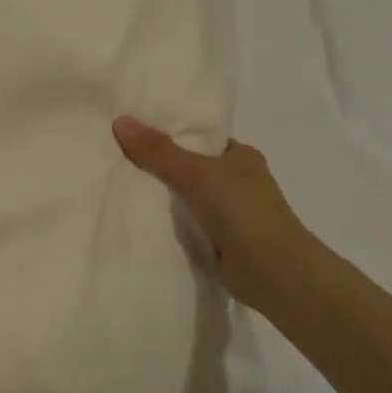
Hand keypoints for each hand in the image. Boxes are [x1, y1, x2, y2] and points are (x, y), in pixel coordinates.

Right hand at [112, 116, 324, 313]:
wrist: (273, 271)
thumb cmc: (242, 210)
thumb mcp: (195, 172)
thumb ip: (158, 150)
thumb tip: (120, 121)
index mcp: (242, 157)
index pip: (202, 139)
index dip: (171, 135)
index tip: (135, 134)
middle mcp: (240, 182)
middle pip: (191, 168)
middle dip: (161, 168)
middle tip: (118, 160)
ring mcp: (233, 214)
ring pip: (188, 198)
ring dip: (163, 198)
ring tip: (120, 187)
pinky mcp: (222, 242)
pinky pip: (188, 225)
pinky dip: (169, 224)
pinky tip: (140, 220)